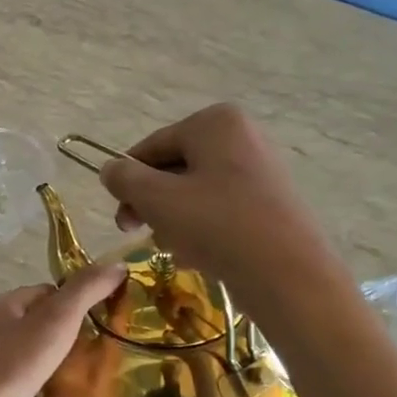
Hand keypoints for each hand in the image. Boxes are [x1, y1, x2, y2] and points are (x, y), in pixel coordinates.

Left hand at [0, 261, 127, 396]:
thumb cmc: (14, 363)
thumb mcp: (56, 319)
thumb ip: (86, 290)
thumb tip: (117, 265)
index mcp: (0, 310)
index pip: (41, 294)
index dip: (72, 300)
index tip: (104, 314)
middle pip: (35, 332)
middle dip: (68, 340)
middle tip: (104, 350)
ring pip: (30, 370)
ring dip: (56, 377)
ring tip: (93, 383)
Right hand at [98, 103, 343, 313]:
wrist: (286, 274)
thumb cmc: (216, 225)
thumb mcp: (155, 198)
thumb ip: (124, 178)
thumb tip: (110, 169)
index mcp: (215, 123)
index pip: (151, 147)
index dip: (127, 181)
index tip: (120, 217)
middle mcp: (241, 136)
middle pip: (173, 169)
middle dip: (151, 203)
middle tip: (137, 233)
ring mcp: (259, 169)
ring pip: (193, 192)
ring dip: (172, 219)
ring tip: (173, 247)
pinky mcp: (268, 202)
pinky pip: (219, 208)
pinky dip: (200, 228)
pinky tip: (196, 254)